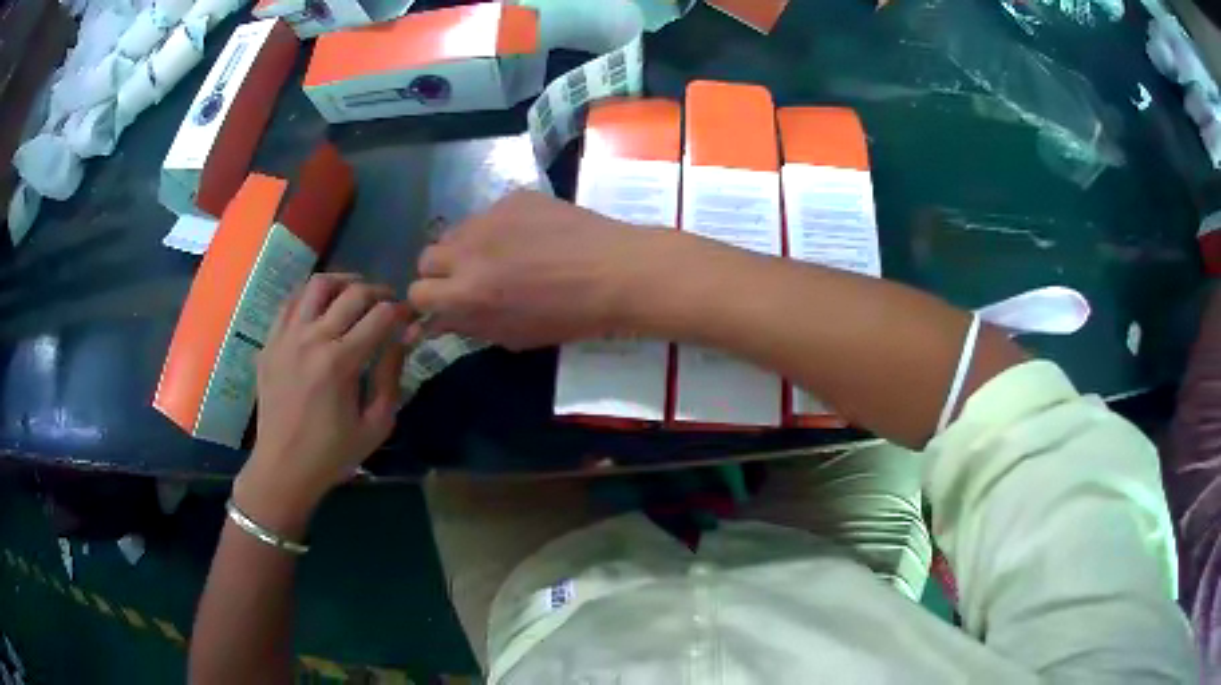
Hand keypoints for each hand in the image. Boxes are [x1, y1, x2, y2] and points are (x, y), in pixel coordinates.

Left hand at [233, 274, 408, 533]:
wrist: (282, 468)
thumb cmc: (332, 453)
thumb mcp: (376, 426)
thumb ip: (391, 378)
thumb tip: (402, 340)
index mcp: (340, 362)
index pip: (380, 316)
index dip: (401, 311)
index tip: (409, 317)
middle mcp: (312, 339)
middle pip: (353, 293)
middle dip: (378, 292)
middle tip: (387, 303)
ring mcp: (286, 337)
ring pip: (317, 285)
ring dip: (342, 283)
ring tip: (354, 294)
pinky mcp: (270, 342)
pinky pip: (291, 302)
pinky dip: (310, 296)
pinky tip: (321, 307)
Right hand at [407, 191, 652, 349]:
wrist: (616, 272)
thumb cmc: (570, 316)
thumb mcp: (514, 335)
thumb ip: (468, 325)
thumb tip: (437, 321)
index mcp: (466, 293)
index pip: (417, 292)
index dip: (429, 301)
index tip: (446, 303)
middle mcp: (467, 251)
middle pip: (426, 258)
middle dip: (440, 272)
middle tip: (468, 279)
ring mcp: (489, 217)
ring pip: (455, 232)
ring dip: (465, 247)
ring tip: (499, 255)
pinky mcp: (512, 197)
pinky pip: (488, 213)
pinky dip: (497, 228)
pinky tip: (529, 236)